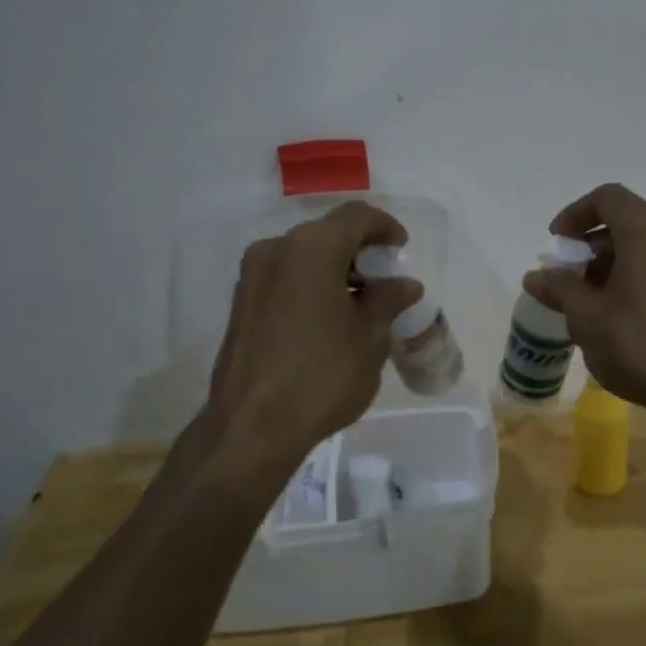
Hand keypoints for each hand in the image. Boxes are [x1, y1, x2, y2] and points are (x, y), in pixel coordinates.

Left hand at [202, 202, 421, 473]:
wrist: (251, 427)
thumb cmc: (322, 376)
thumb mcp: (370, 338)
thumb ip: (387, 301)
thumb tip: (404, 285)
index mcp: (311, 249)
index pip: (356, 217)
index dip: (385, 227)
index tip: (402, 250)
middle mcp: (276, 250)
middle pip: (327, 234)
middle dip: (360, 252)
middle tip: (386, 282)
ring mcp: (252, 277)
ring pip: (304, 257)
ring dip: (336, 270)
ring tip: (362, 305)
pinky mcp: (241, 304)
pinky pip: (286, 278)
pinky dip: (312, 286)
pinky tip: (330, 319)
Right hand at [521, 183, 645, 422]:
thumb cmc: (639, 344)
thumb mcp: (587, 317)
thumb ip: (560, 289)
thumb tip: (536, 276)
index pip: (607, 198)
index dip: (575, 214)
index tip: (556, 243)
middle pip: (628, 221)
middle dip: (593, 244)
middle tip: (570, 276)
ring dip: (616, 262)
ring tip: (593, 300)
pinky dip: (640, 276)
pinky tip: (624, 313)